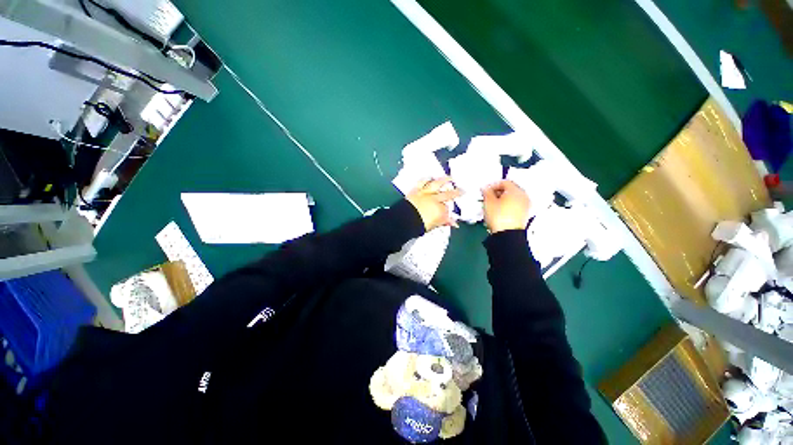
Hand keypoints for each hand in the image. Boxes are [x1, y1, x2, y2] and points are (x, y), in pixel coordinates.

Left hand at [406, 177, 460, 230]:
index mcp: (440, 210)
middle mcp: (435, 199)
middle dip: (456, 193)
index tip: (453, 213)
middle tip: (463, 191)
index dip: (450, 212)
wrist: (404, 220)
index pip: (448, 210)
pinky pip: (422, 182)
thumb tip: (454, 223)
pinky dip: (427, 179)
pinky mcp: (416, 190)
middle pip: (448, 195)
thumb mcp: (433, 226)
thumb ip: (444, 222)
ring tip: (451, 178)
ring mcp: (426, 193)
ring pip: (437, 184)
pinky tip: (431, 177)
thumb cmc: (419, 225)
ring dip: (445, 180)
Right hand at [482, 180, 530, 232]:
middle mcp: (523, 196)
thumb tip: (485, 188)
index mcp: (515, 190)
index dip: (493, 185)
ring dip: (503, 199)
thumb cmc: (498, 216)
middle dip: (498, 192)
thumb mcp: (488, 202)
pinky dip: (508, 205)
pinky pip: (515, 205)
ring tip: (493, 205)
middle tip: (488, 197)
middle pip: (510, 189)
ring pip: (513, 197)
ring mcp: (525, 205)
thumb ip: (486, 192)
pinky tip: (499, 211)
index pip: (504, 182)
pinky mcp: (524, 214)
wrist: (507, 235)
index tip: (486, 190)